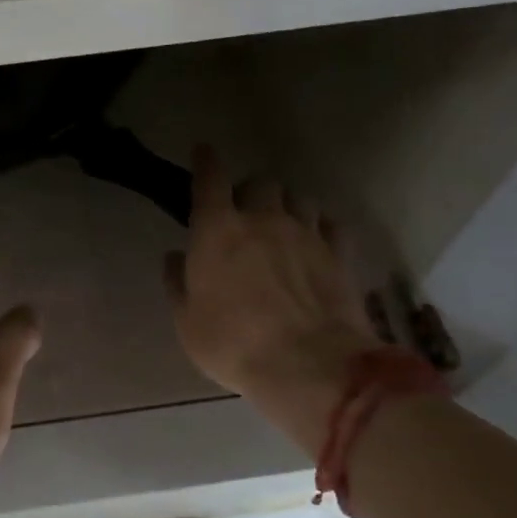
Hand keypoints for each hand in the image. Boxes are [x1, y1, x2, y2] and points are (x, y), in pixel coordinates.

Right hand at [164, 145, 375, 454]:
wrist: (308, 366)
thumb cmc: (233, 344)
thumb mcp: (187, 321)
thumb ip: (179, 283)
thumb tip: (177, 257)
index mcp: (218, 230)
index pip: (210, 179)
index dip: (206, 161)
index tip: (204, 151)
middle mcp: (263, 219)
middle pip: (260, 182)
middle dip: (250, 191)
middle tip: (245, 212)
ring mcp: (306, 234)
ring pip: (299, 198)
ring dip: (286, 205)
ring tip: (282, 225)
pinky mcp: (339, 254)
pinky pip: (330, 224)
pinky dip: (320, 227)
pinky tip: (315, 243)